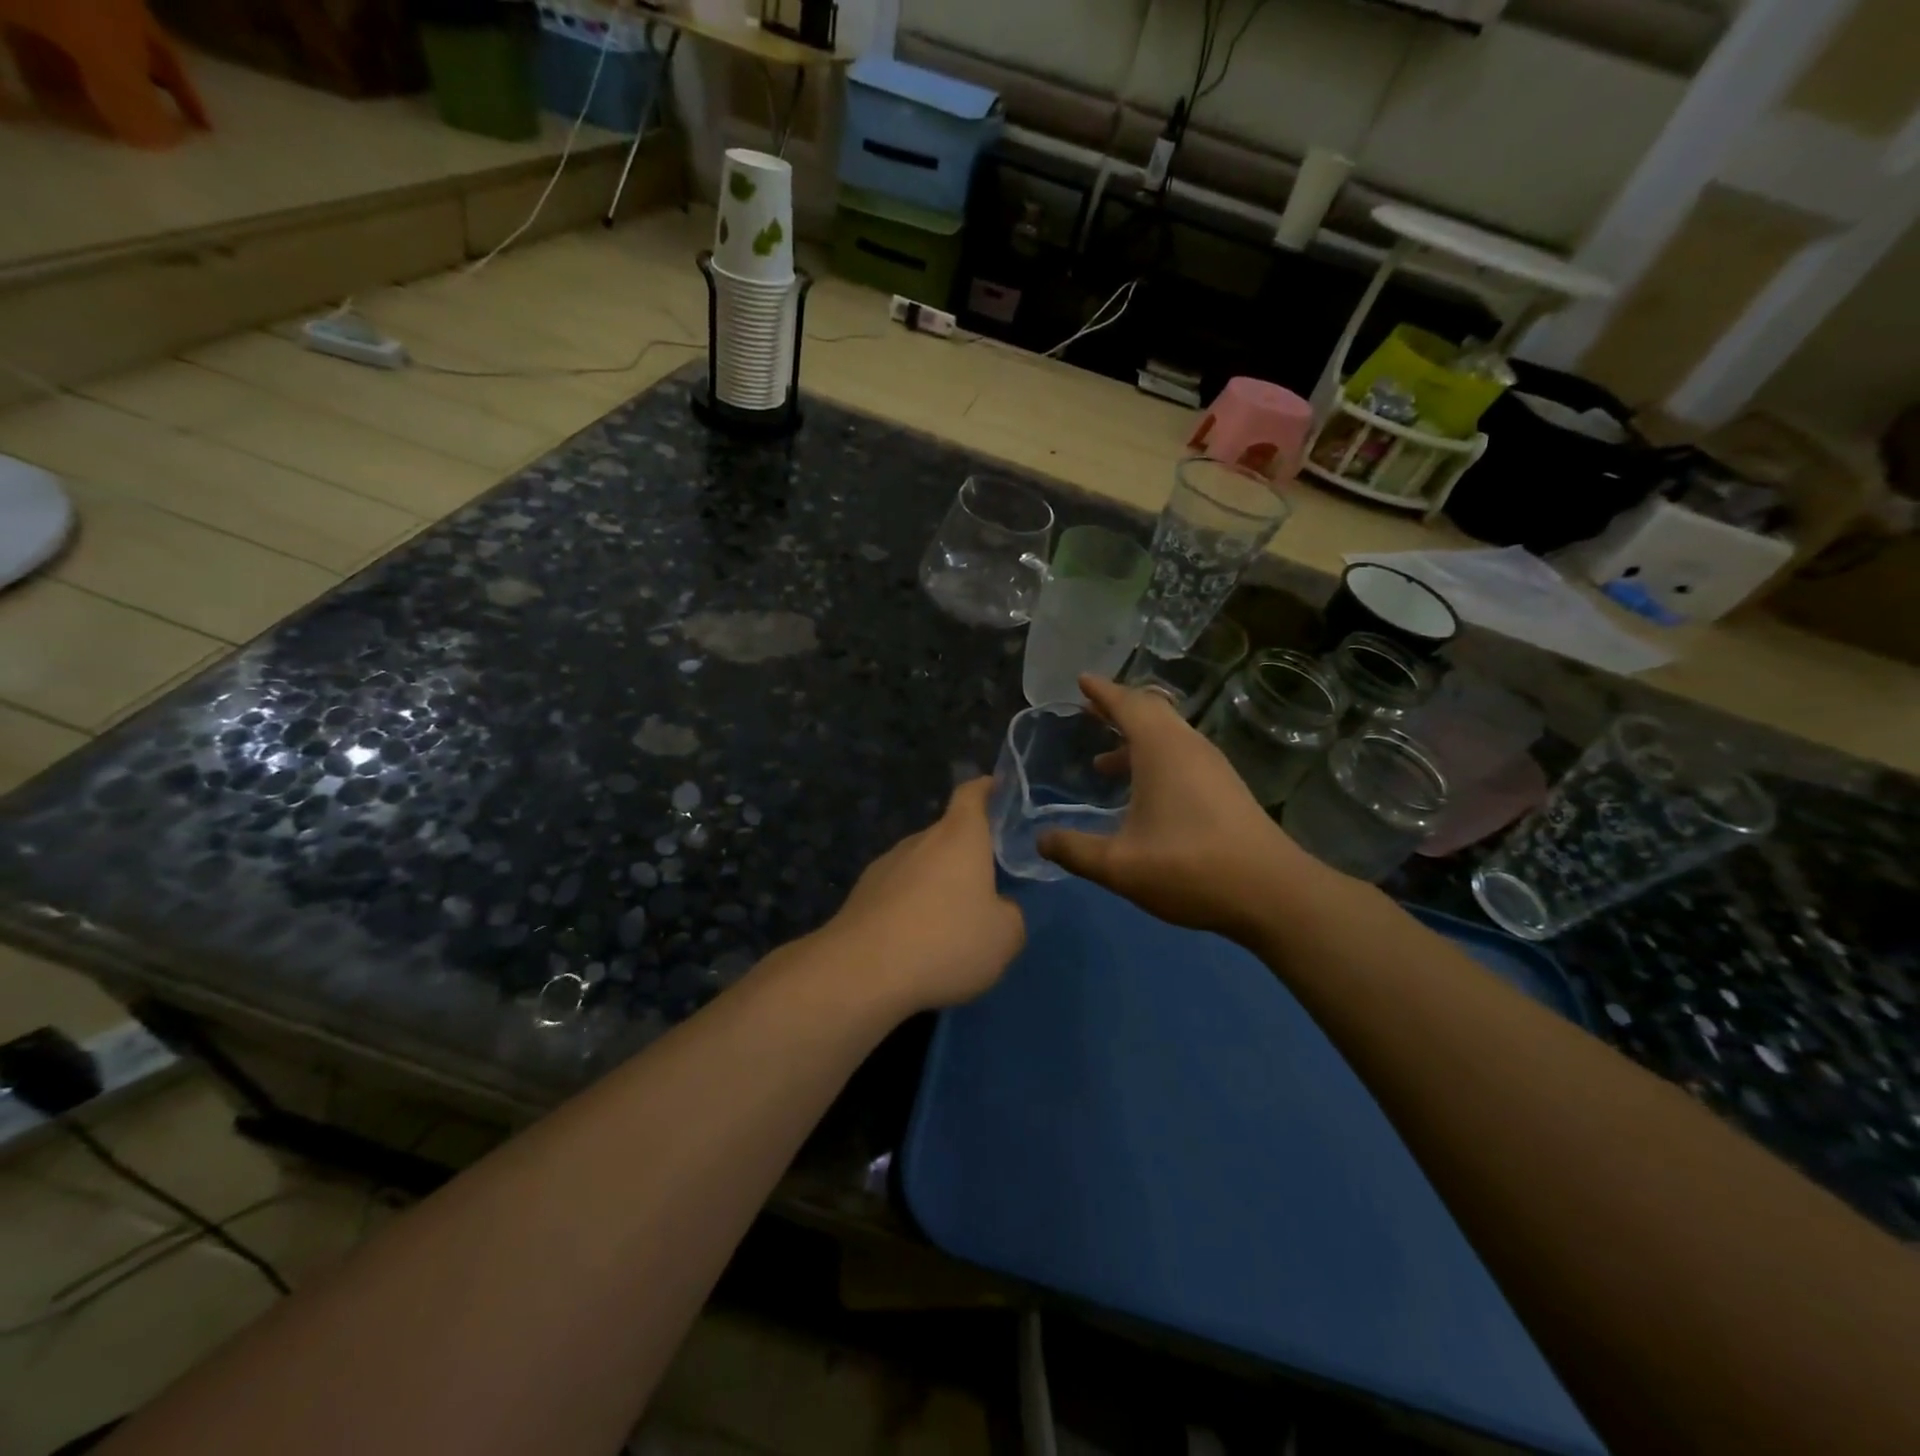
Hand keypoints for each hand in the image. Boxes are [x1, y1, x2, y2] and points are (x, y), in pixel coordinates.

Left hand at [823, 779, 1025, 1011]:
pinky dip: (911, 908)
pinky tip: (917, 943)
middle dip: (966, 854)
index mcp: (959, 837)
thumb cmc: (945, 941)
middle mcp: (919, 840)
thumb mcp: (1004, 936)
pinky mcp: (861, 895)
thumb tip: (998, 908)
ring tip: (950, 924)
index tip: (997, 788)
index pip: (972, 794)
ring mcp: (885, 866)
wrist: (861, 971)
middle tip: (987, 884)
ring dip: (937, 884)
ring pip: (921, 865)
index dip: (986, 788)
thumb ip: (1010, 914)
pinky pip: (897, 893)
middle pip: (947, 834)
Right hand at [1038, 675, 1329, 941]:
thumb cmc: (1190, 868)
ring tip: (1103, 762)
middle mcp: (1188, 746)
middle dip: (1118, 709)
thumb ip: (1074, 850)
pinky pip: (1181, 754)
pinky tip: (1141, 794)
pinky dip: (1154, 758)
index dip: (1101, 691)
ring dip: (1135, 739)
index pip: (1127, 704)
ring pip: (1168, 735)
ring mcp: (1212, 766)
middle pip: (1151, 711)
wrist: (1272, 893)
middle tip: (1089, 712)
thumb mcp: (1119, 865)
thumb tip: (1041, 841)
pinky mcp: (1225, 787)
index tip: (1081, 680)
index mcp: (1162, 749)